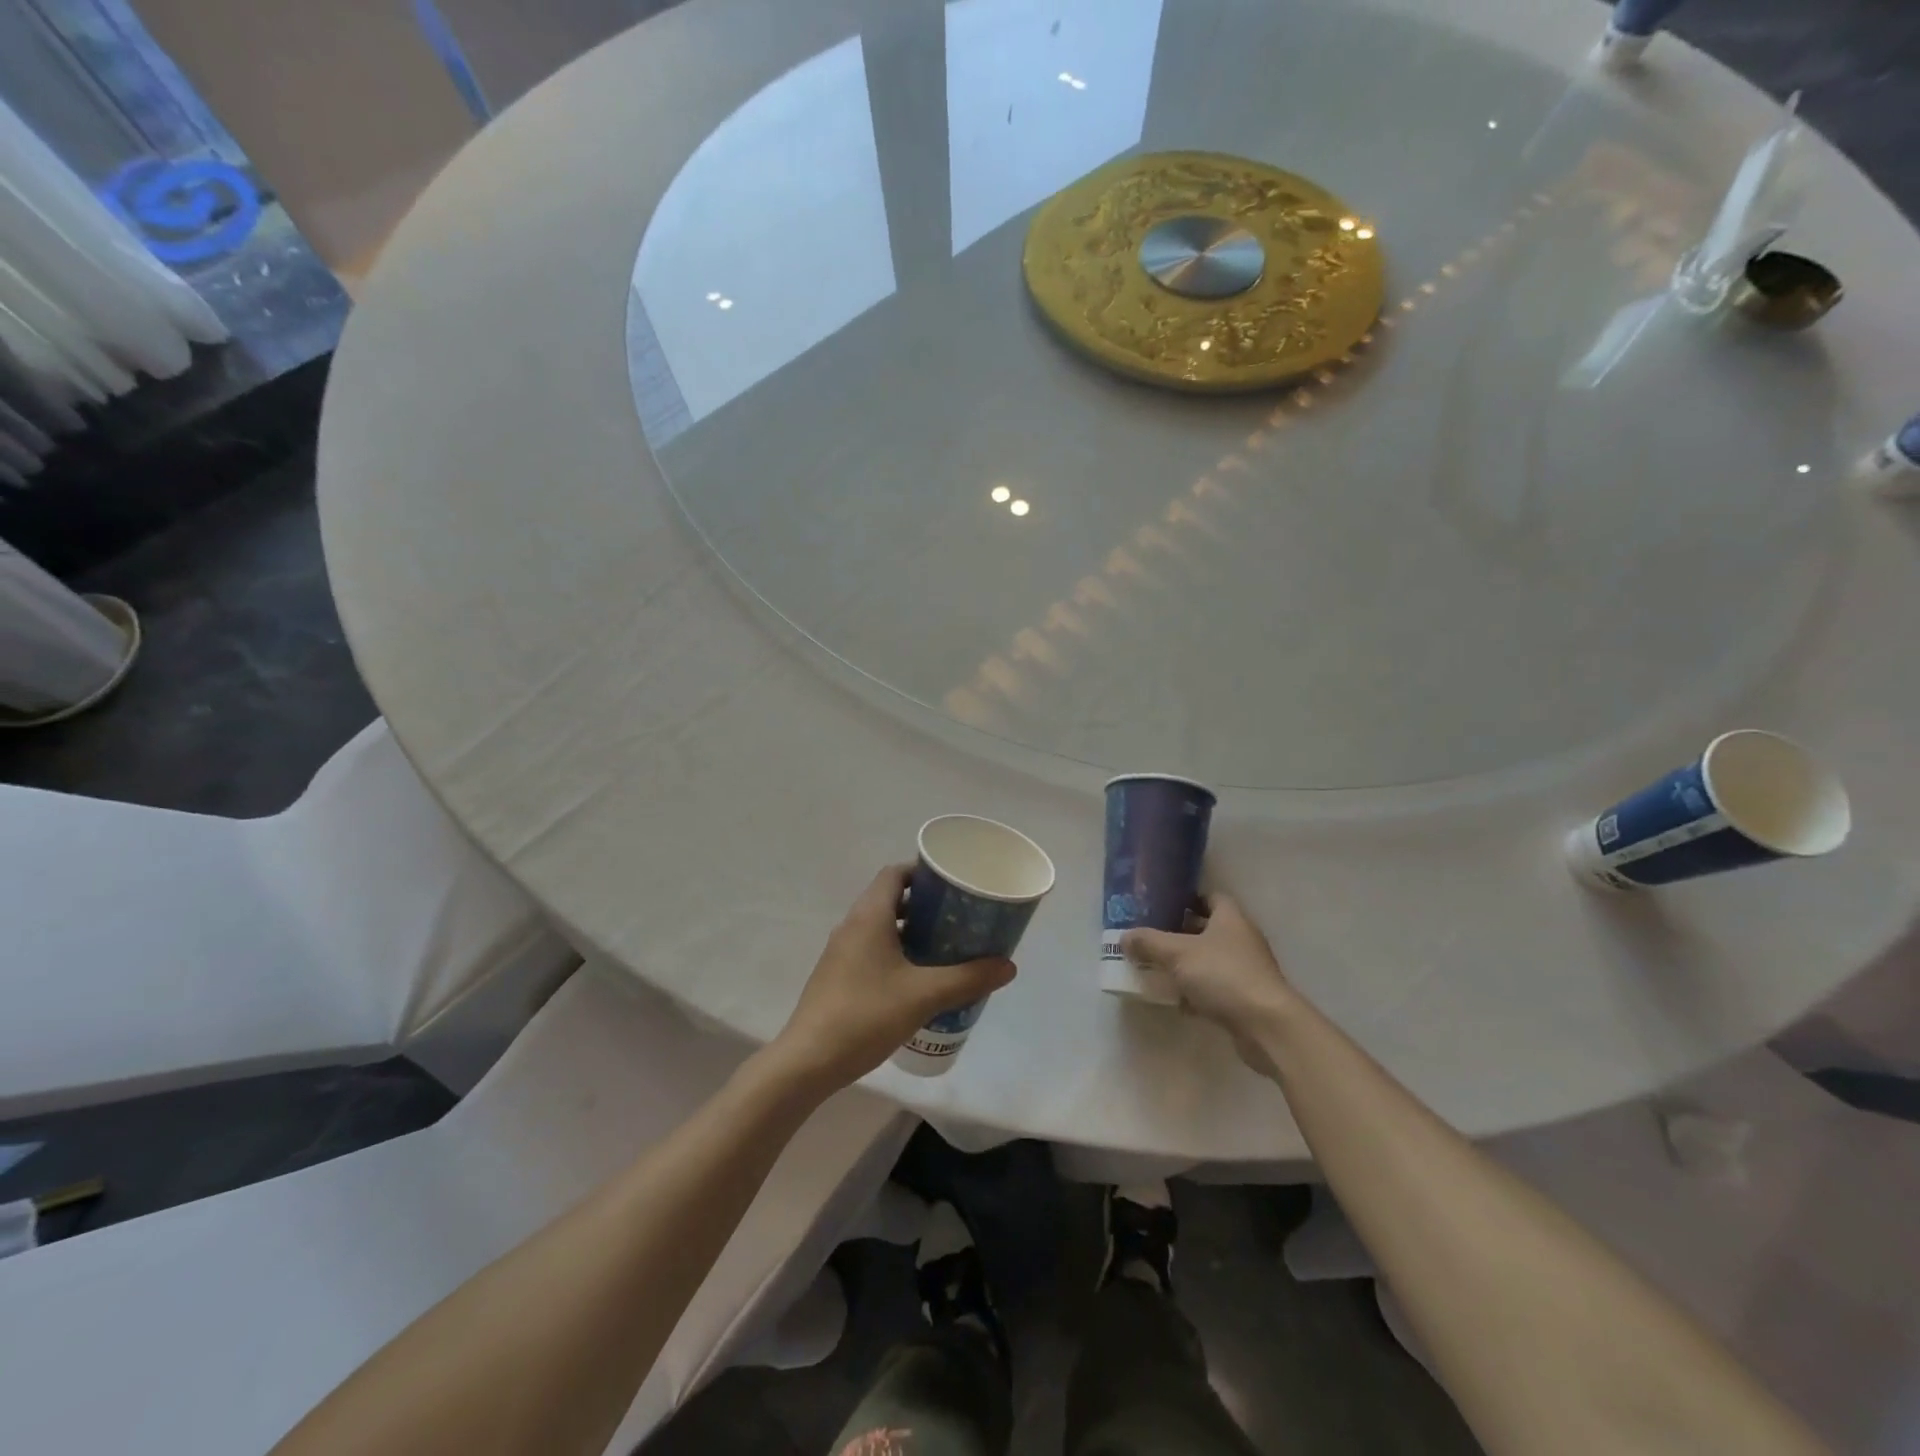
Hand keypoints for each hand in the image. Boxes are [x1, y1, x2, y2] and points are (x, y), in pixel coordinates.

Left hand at [770, 865, 1016, 1090]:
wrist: (808, 1061)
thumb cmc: (866, 1015)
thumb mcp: (924, 995)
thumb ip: (968, 978)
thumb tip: (1008, 966)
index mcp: (869, 916)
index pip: (895, 874)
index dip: (923, 873)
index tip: (953, 885)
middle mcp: (852, 925)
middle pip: (890, 898)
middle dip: (925, 904)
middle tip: (958, 917)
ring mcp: (841, 952)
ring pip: (881, 926)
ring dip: (911, 930)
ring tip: (945, 947)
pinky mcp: (838, 976)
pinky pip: (871, 949)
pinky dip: (896, 951)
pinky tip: (918, 978)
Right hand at [1122, 894, 1295, 1076]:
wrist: (1266, 1026)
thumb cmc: (1223, 976)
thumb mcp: (1178, 954)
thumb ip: (1149, 943)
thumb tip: (1124, 937)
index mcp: (1230, 918)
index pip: (1209, 896)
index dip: (1186, 898)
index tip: (1161, 904)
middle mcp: (1241, 939)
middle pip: (1207, 928)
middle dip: (1179, 933)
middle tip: (1151, 936)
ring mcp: (1246, 969)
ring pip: (1209, 960)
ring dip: (1186, 964)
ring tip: (1156, 966)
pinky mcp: (1245, 997)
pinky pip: (1214, 987)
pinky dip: (1196, 991)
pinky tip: (1175, 1000)